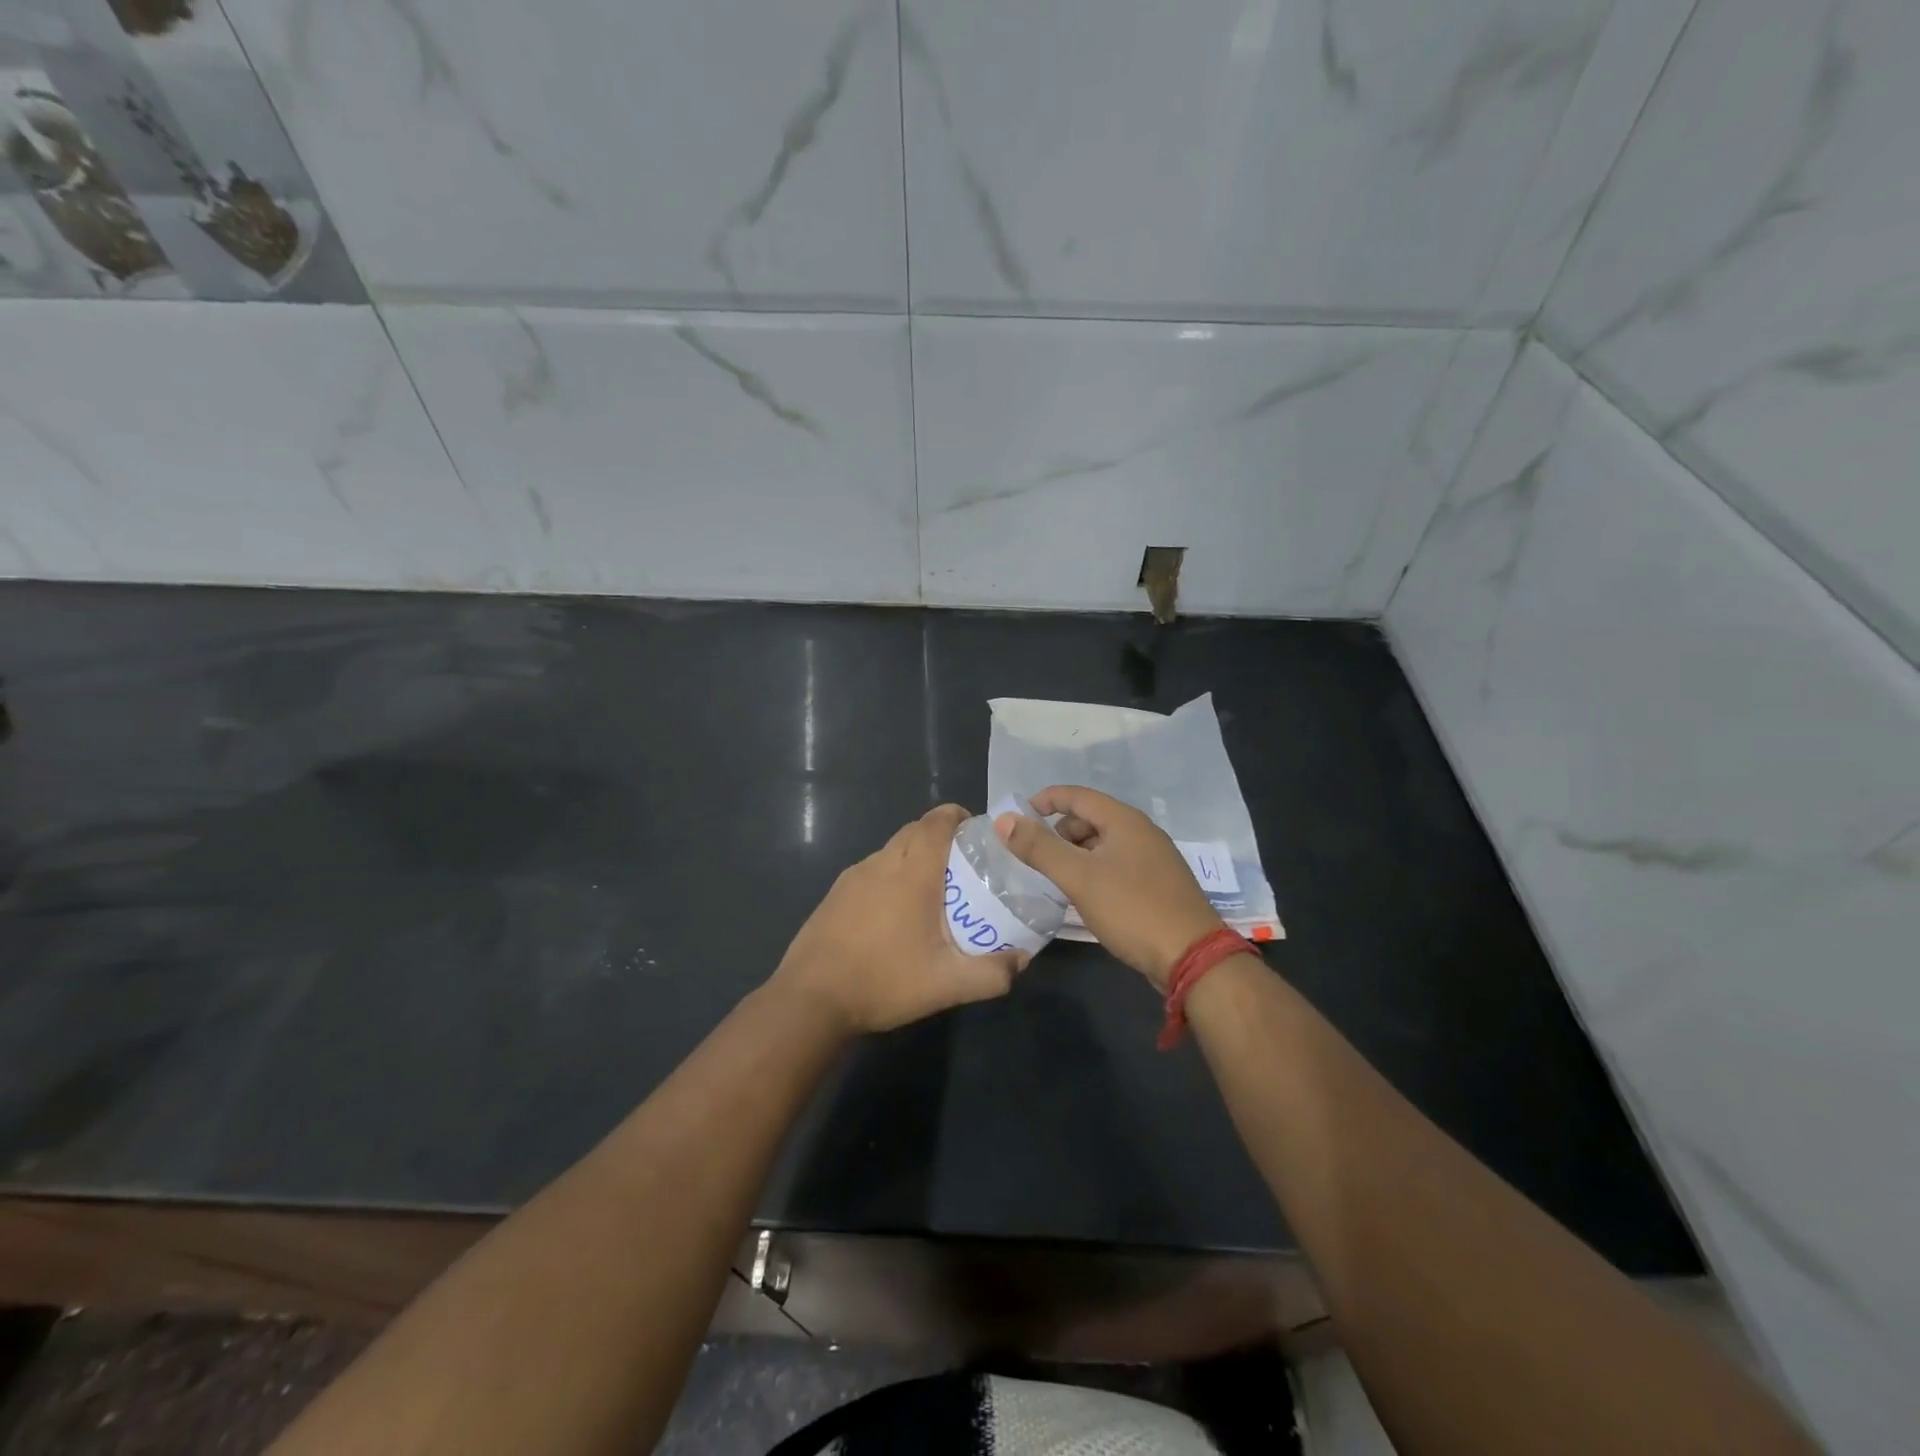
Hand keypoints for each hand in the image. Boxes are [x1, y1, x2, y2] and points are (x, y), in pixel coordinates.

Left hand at [772, 804, 1025, 1034]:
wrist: (811, 999)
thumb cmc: (883, 981)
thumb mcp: (947, 985)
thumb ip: (991, 974)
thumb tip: (1023, 961)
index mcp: (912, 872)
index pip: (937, 821)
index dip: (958, 816)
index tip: (977, 832)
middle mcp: (882, 863)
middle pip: (915, 830)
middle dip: (941, 837)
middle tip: (963, 867)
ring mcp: (854, 876)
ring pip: (891, 850)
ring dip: (914, 857)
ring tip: (933, 892)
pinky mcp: (835, 893)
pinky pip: (872, 870)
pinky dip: (891, 876)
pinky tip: (895, 914)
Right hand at [996, 785, 1222, 990]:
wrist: (1192, 957)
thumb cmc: (1132, 909)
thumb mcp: (1079, 877)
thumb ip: (1039, 848)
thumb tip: (1004, 820)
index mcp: (1124, 820)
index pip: (1077, 796)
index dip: (1045, 800)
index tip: (1018, 816)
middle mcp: (1141, 832)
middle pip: (1091, 819)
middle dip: (1059, 831)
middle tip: (1035, 855)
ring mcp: (1153, 859)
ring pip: (1104, 844)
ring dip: (1076, 854)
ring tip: (1054, 878)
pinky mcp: (1158, 885)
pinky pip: (1117, 865)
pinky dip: (1094, 870)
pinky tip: (1084, 895)